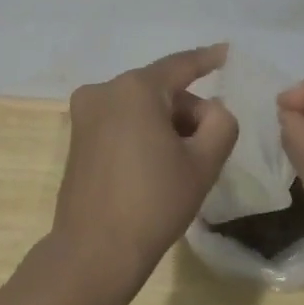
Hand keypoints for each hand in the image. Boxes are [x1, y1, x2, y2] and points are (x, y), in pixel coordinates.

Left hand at [53, 45, 238, 292]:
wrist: (94, 252)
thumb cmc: (154, 203)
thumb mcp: (204, 163)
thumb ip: (220, 123)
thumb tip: (209, 110)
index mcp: (136, 89)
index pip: (180, 65)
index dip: (207, 59)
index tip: (226, 52)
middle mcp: (105, 90)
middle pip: (161, 89)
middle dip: (187, 110)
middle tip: (208, 146)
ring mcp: (86, 113)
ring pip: (141, 105)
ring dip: (165, 123)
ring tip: (181, 164)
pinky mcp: (77, 136)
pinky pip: (121, 120)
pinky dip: (143, 132)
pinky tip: (155, 165)